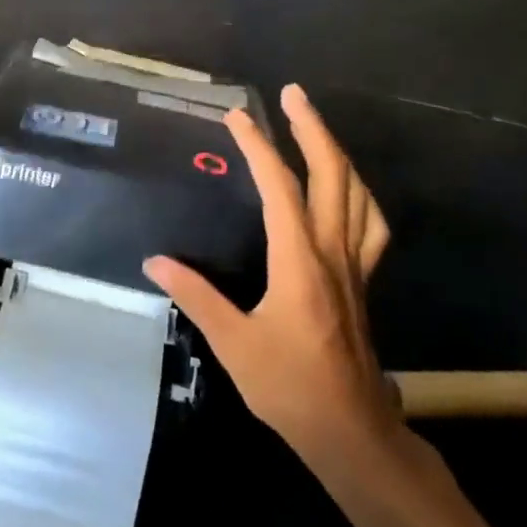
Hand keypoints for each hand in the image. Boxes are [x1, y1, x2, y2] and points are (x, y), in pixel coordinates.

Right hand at [144, 86, 397, 468]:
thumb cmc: (288, 386)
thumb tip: (155, 260)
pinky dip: (361, 193)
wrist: (350, 431)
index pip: (280, 186)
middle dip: (312, 128)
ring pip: (358, 193)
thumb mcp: (233, 343)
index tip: (237, 116)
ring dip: (338, 152)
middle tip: (293, 95)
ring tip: (317, 127)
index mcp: (299, 260)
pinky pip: (371, 224)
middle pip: (332, 174)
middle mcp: (332, 251)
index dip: (258, 146)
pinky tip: (349, 189)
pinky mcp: (363, 281)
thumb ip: (195, 296)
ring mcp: (354, 265)